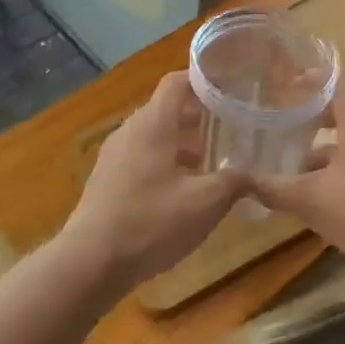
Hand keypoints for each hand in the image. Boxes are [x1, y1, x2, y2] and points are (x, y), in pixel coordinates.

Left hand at [60, 72, 248, 296]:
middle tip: (232, 125)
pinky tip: (185, 190)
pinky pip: (142, 157)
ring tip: (214, 160)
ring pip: (156, 135)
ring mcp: (115, 156)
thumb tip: (256, 175)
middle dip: (200, 115)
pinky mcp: (107, 181)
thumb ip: (235, 182)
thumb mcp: (205, 203)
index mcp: (153, 124)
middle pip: (168, 108)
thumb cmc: (150, 222)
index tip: (232, 86)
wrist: (88, 264)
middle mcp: (131, 131)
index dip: (204, 79)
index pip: (177, 82)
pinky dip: (166, 161)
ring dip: (184, 142)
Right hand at [246, 78, 344, 275]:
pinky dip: (340, 168)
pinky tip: (321, 193)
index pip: (338, 84)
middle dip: (315, 116)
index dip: (314, 78)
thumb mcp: (311, 199)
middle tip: (286, 120)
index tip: (290, 80)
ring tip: (295, 163)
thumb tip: (238, 180)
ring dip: (325, 148)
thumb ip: (274, 188)